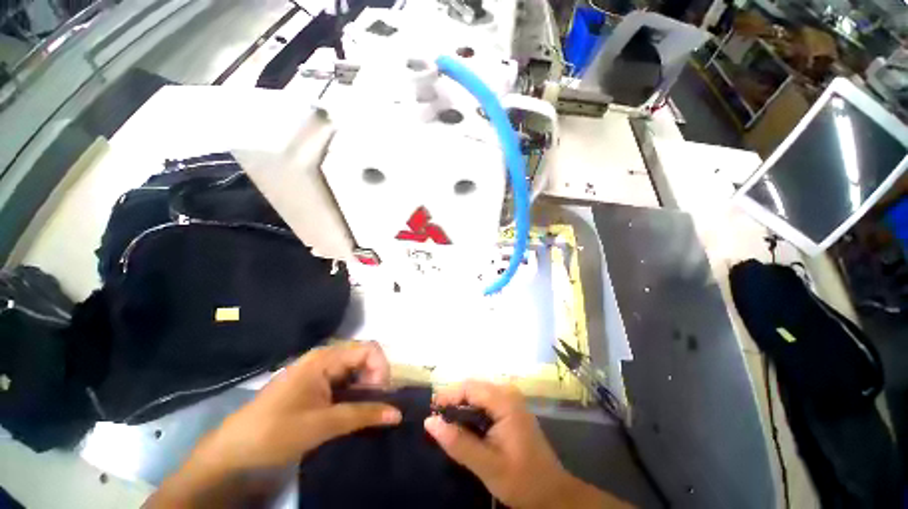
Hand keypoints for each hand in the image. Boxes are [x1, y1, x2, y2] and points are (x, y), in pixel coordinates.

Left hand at [147, 342, 400, 507]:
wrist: (233, 453)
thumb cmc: (275, 432)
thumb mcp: (323, 424)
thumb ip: (363, 414)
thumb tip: (398, 413)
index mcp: (325, 358)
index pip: (368, 349)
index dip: (381, 368)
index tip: (382, 395)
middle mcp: (324, 359)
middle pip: (363, 358)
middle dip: (375, 379)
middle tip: (376, 406)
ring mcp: (318, 372)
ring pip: (355, 371)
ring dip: (366, 388)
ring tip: (367, 411)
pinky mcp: (314, 386)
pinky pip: (344, 383)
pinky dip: (355, 395)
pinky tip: (354, 412)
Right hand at [425, 380, 630, 508]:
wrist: (551, 493)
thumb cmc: (522, 479)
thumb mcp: (487, 465)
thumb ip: (458, 443)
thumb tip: (430, 422)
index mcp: (505, 401)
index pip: (469, 387)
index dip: (448, 396)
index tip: (431, 412)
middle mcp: (508, 392)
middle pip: (473, 387)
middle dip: (453, 400)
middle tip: (437, 420)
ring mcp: (510, 399)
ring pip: (477, 393)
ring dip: (460, 405)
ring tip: (446, 423)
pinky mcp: (509, 408)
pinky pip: (484, 401)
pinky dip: (470, 410)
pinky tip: (463, 425)